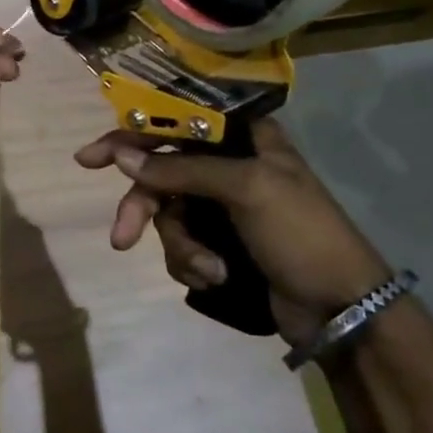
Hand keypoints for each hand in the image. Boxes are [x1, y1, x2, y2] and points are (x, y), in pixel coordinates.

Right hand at [74, 120, 389, 346]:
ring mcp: (223, 208)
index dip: (130, 135)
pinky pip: (181, 246)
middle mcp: (228, 167)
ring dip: (182, 247)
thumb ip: (181, 169)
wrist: (341, 310)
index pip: (174, 123)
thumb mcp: (245, 189)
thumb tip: (122, 156)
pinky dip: (192, 265)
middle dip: (144, 210)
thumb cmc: (302, 234)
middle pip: (160, 175)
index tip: (90, 158)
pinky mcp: (221, 244)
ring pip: (167, 216)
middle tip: (122, 237)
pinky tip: (217, 279)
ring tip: (211, 270)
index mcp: (243, 140)